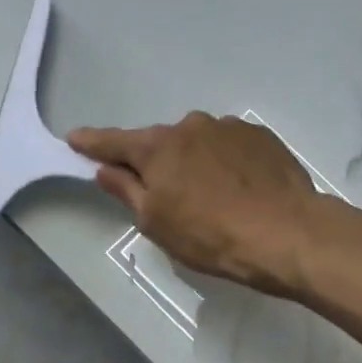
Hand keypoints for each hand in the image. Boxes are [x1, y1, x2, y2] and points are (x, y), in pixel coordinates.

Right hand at [68, 113, 321, 294]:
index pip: (115, 142)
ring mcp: (230, 128)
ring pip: (199, 144)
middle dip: (156, 164)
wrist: (286, 233)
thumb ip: (127, 191)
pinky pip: (230, 148)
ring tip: (213, 199)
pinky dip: (226, 164)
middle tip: (166, 196)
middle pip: (161, 144)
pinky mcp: (261, 137)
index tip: (74, 139)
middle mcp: (191, 126)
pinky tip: (240, 191)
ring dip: (195, 163)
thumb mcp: (157, 223)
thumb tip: (106, 170)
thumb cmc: (211, 236)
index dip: (92, 143)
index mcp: (159, 148)